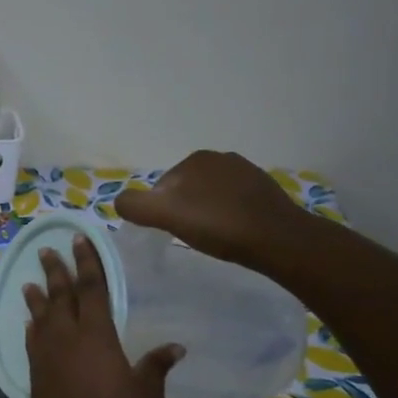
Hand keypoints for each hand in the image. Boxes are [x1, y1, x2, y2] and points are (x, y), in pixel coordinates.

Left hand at [24, 235, 181, 397]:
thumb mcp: (147, 395)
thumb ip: (156, 366)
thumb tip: (175, 346)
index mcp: (96, 337)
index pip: (91, 289)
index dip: (86, 263)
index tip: (79, 241)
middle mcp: (66, 340)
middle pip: (60, 297)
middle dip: (55, 272)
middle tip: (47, 251)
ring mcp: (46, 358)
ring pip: (40, 318)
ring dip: (37, 298)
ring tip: (31, 282)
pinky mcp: (35, 376)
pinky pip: (32, 342)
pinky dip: (32, 327)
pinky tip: (31, 323)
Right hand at [115, 150, 312, 264]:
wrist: (278, 239)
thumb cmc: (218, 225)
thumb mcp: (165, 215)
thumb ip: (135, 205)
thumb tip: (120, 201)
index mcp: (195, 159)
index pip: (162, 187)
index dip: (161, 211)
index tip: (171, 232)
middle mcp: (221, 158)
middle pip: (186, 190)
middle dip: (184, 210)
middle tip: (191, 236)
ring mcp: (246, 172)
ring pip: (210, 196)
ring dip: (206, 213)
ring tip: (213, 236)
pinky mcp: (265, 190)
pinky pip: (233, 202)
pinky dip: (228, 215)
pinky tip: (233, 233)